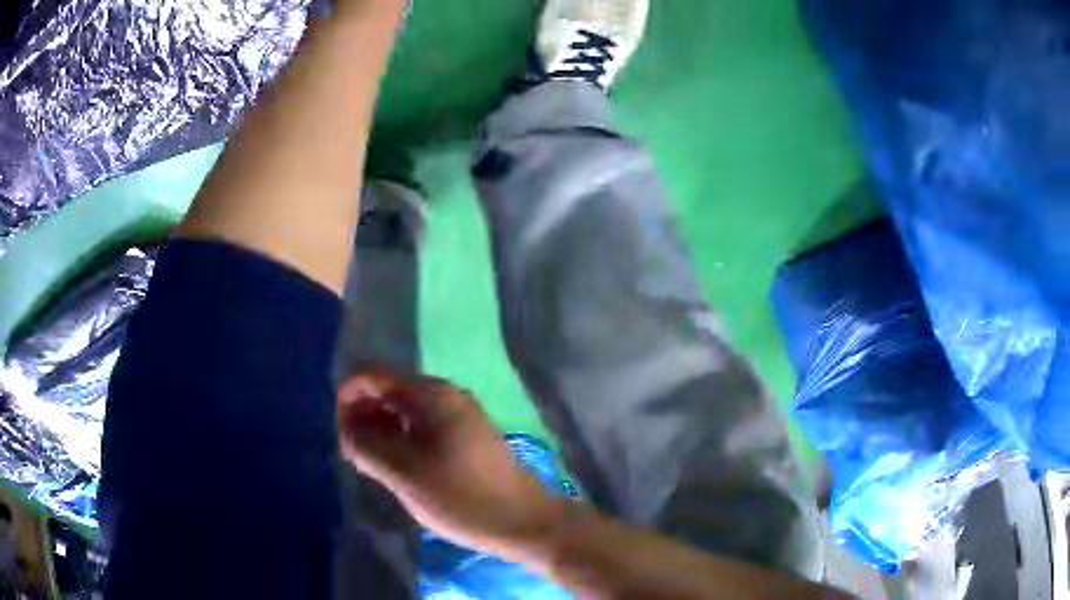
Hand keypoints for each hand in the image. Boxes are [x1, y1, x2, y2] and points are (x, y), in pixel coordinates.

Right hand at [337, 371, 565, 553]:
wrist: (524, 521)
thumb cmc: (462, 497)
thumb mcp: (404, 473)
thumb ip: (367, 446)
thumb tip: (348, 431)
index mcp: (431, 394)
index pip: (374, 377)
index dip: (348, 400)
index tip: (341, 436)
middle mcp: (446, 396)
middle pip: (389, 392)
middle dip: (364, 417)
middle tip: (354, 455)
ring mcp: (460, 416)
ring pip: (405, 413)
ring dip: (382, 431)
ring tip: (372, 465)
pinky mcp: (467, 437)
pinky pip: (423, 428)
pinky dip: (402, 441)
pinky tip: (398, 467)